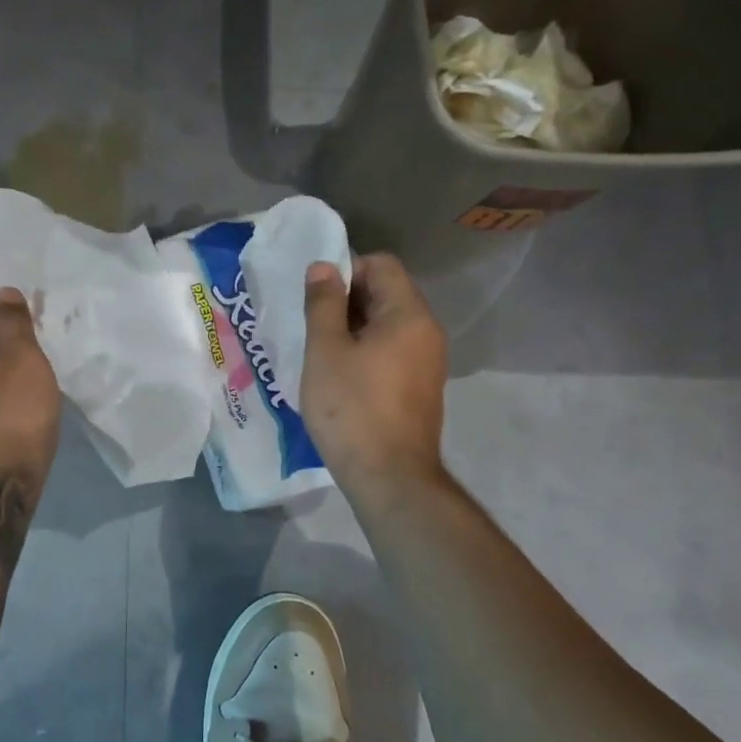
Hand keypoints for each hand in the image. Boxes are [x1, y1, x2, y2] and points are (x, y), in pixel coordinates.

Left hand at [0, 287, 61, 504]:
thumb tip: (2, 294)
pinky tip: (27, 399)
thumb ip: (13, 321)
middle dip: (5, 332)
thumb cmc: (9, 415)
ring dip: (6, 363)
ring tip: (40, 368)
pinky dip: (2, 388)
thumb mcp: (22, 358)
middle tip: (42, 336)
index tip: (31, 308)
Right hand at [300, 253, 447, 496]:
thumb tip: (324, 266)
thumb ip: (324, 304)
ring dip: (354, 328)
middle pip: (387, 293)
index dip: (346, 270)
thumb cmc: (352, 408)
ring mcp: (428, 362)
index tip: (315, 298)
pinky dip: (367, 352)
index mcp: (408, 314)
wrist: (390, 476)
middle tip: (312, 325)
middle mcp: (427, 331)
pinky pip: (393, 351)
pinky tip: (341, 377)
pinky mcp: (421, 387)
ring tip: (322, 352)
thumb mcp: (326, 350)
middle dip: (347, 300)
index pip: (381, 265)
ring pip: (388, 325)